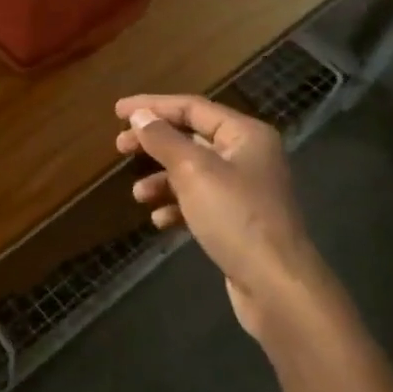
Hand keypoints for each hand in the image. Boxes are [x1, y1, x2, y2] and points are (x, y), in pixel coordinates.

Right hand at [115, 95, 337, 343]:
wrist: (275, 284)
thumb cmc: (235, 217)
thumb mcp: (193, 171)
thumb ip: (163, 140)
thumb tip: (140, 115)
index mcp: (245, 135)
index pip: (192, 107)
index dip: (153, 106)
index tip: (116, 111)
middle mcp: (247, 156)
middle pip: (191, 138)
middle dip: (154, 143)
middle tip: (120, 147)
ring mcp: (244, 190)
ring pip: (192, 172)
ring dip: (161, 179)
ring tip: (138, 195)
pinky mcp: (238, 220)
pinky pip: (199, 202)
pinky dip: (176, 206)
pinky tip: (160, 221)